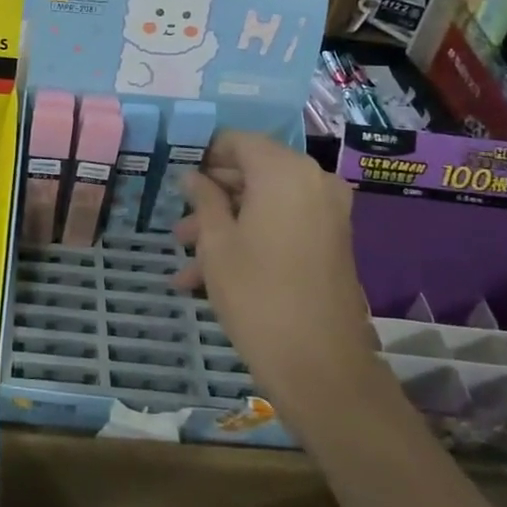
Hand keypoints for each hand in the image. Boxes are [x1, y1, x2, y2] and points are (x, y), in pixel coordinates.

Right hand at [174, 131, 385, 433]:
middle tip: (178, 223)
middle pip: (252, 171)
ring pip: (264, 204)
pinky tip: (210, 277)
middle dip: (212, 197)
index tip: (175, 176)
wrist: (321, 366)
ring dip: (226, 225)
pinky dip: (251, 239)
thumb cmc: (257, 294)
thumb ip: (203, 199)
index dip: (203, 155)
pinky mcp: (331, 242)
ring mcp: (326, 213)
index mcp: (284, 171)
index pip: (237, 141)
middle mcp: (312, 181)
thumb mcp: (216, 243)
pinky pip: (283, 225)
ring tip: (186, 261)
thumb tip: (193, 177)